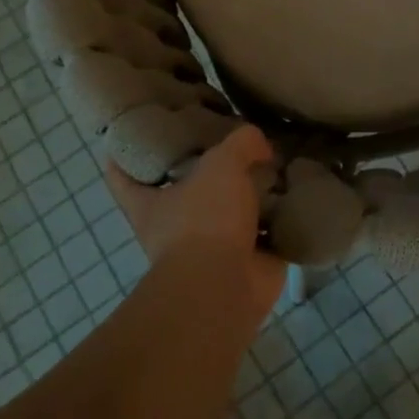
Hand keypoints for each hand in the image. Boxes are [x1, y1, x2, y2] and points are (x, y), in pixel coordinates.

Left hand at [106, 125, 284, 324]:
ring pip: (229, 210)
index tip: (133, 131)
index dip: (123, 153)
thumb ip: (241, 143)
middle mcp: (175, 224)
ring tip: (275, 163)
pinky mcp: (246, 261)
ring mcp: (211, 246)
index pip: (122, 175)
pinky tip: (297, 193)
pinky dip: (280, 217)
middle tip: (230, 139)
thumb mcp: (222, 164)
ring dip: (250, 194)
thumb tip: (260, 146)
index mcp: (150, 203)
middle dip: (206, 170)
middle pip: (185, 189)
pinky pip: (265, 232)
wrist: (226, 287)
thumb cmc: (206, 220)